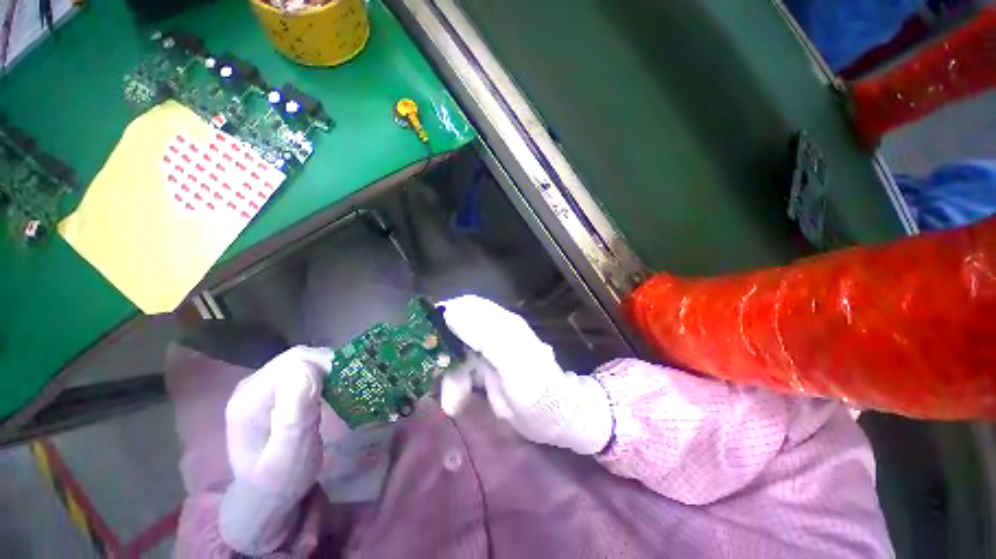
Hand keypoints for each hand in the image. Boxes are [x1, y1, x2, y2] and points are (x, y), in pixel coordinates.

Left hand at [220, 346, 332, 554]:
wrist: (265, 497)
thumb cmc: (280, 481)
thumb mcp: (291, 455)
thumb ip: (296, 416)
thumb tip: (308, 369)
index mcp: (249, 399)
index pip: (293, 361)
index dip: (325, 364)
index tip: (348, 382)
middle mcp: (251, 385)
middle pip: (297, 357)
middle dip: (329, 365)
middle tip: (350, 384)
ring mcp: (261, 386)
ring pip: (302, 360)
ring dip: (327, 369)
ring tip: (343, 387)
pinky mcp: (273, 390)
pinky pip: (302, 370)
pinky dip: (322, 374)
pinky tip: (331, 389)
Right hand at [438, 296, 613, 454]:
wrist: (556, 418)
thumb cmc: (538, 392)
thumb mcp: (514, 364)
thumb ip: (486, 336)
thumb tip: (451, 312)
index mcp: (501, 325)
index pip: (465, 307)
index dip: (443, 317)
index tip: (424, 340)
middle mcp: (494, 332)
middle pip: (456, 329)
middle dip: (442, 351)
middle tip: (431, 374)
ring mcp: (490, 351)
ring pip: (456, 352)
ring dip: (448, 374)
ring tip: (452, 402)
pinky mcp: (486, 368)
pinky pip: (461, 370)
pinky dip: (454, 385)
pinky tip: (456, 404)